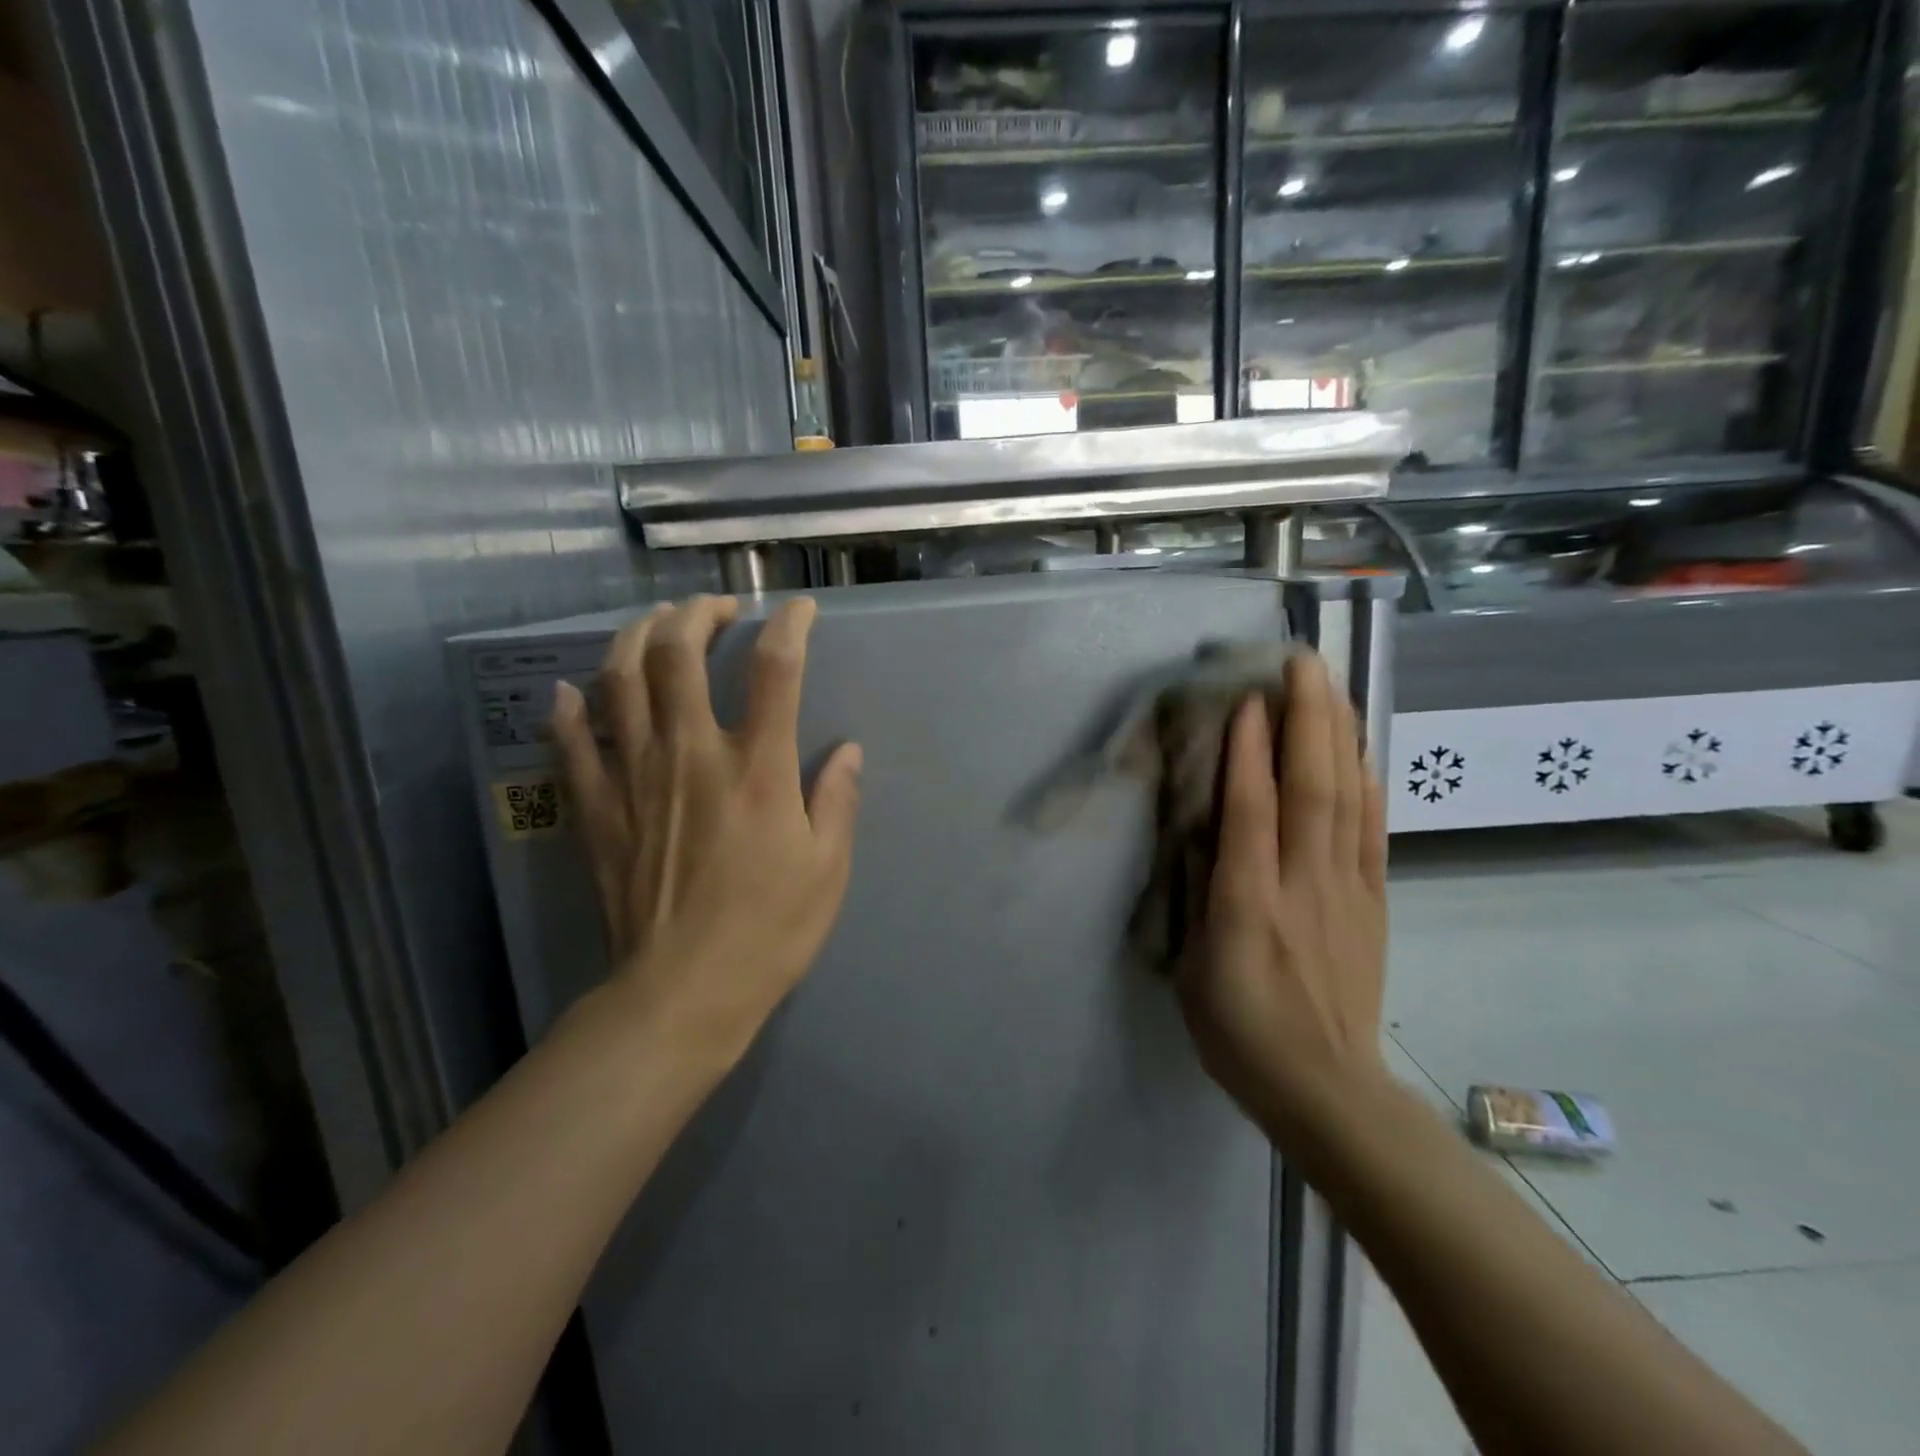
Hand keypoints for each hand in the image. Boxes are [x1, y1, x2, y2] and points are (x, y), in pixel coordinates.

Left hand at [549, 595, 862, 1067]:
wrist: (682, 993)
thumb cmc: (768, 930)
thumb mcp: (827, 868)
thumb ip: (837, 799)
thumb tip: (847, 750)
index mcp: (757, 769)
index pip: (775, 670)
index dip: (789, 626)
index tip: (798, 610)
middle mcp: (692, 754)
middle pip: (677, 654)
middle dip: (696, 614)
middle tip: (716, 608)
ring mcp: (635, 778)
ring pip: (619, 682)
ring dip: (635, 638)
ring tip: (655, 625)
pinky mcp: (597, 810)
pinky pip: (572, 745)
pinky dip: (569, 710)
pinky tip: (571, 691)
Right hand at [1178, 652, 1389, 1136]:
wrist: (1324, 1087)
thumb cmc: (1238, 1030)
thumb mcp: (1191, 970)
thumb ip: (1194, 896)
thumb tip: (1195, 831)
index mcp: (1248, 906)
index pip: (1252, 812)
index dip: (1249, 752)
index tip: (1248, 698)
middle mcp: (1303, 886)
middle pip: (1312, 788)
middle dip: (1308, 719)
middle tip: (1302, 662)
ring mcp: (1346, 891)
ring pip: (1348, 799)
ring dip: (1340, 737)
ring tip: (1332, 686)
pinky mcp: (1372, 902)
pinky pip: (1371, 831)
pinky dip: (1366, 783)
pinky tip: (1360, 752)